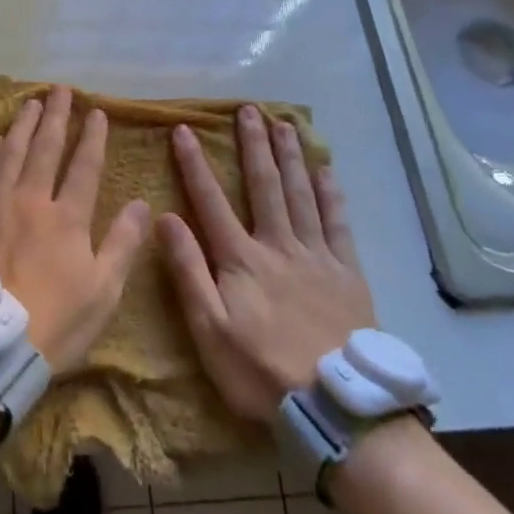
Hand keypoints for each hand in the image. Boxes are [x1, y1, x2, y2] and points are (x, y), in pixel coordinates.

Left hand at [0, 87, 150, 374]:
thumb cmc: (51, 324)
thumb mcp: (103, 292)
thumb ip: (123, 243)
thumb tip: (141, 203)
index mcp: (67, 218)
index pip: (84, 166)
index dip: (92, 137)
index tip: (97, 112)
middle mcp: (29, 199)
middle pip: (45, 148)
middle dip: (56, 116)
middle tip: (60, 90)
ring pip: (9, 152)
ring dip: (22, 125)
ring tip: (30, 102)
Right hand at [158, 105, 375, 425]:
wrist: (333, 404)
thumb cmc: (259, 370)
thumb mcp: (208, 329)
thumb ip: (188, 271)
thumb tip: (166, 218)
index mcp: (241, 259)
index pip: (211, 201)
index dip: (195, 164)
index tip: (184, 130)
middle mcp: (278, 245)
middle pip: (264, 185)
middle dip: (253, 145)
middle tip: (248, 110)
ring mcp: (316, 255)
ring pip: (301, 194)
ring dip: (290, 156)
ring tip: (284, 124)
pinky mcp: (347, 271)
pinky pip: (339, 223)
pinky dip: (332, 193)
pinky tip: (326, 170)